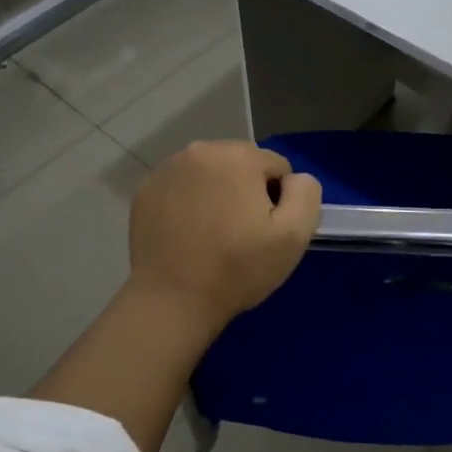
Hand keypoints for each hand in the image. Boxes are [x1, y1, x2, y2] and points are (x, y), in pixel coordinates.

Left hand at [126, 141, 322, 336]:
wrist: (172, 301)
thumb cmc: (237, 269)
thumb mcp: (294, 235)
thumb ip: (305, 193)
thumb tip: (294, 179)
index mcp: (237, 156)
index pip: (277, 168)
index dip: (279, 201)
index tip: (265, 231)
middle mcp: (199, 150)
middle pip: (241, 165)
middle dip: (246, 192)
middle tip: (241, 234)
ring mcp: (166, 170)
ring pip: (210, 175)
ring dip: (218, 196)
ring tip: (213, 236)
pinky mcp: (145, 191)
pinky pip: (182, 188)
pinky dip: (189, 204)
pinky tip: (188, 236)